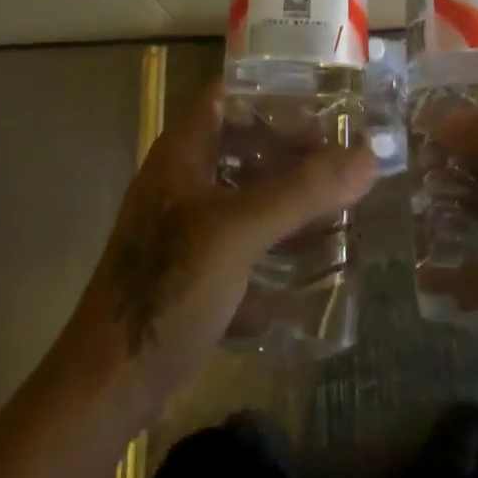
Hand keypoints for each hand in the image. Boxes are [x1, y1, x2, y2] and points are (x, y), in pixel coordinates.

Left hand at [45, 86, 378, 429]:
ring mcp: (186, 224)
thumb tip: (368, 155)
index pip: (228, 95)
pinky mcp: (193, 267)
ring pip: (245, 191)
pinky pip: (242, 237)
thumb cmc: (169, 286)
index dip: (272, 92)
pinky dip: (274, 239)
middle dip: (291, 148)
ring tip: (337, 201)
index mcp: (183, 151)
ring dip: (287, 195)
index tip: (322, 103)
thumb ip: (303, 192)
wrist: (109, 384)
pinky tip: (311, 258)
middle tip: (342, 157)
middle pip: (243, 143)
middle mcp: (183, 178)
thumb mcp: (239, 231)